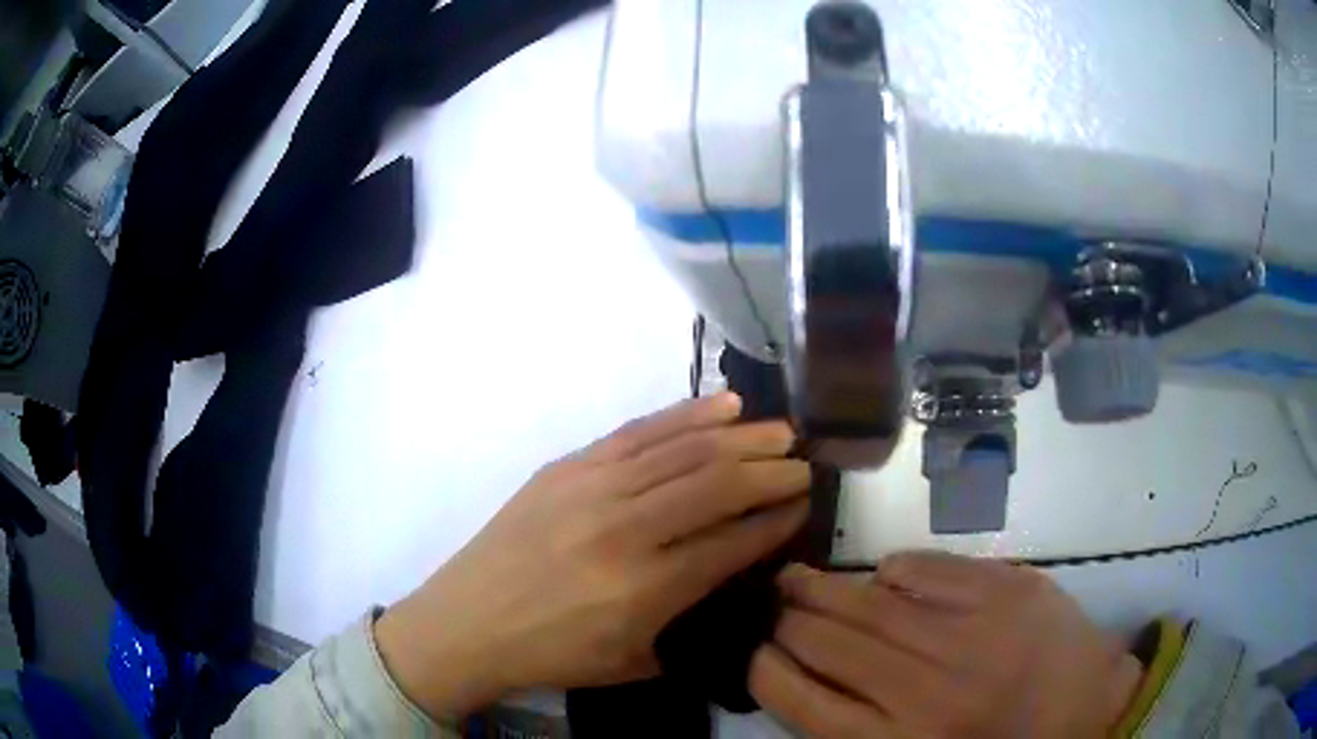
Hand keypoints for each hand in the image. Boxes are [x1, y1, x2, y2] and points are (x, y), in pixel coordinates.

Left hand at [375, 394, 810, 717]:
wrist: (467, 622)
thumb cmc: (551, 653)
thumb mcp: (632, 662)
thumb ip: (688, 625)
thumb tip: (731, 579)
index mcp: (646, 588)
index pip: (732, 542)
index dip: (777, 521)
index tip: (804, 506)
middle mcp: (625, 529)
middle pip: (717, 485)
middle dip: (772, 473)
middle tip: (804, 466)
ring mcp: (592, 488)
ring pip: (684, 449)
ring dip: (741, 437)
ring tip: (781, 432)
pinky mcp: (567, 466)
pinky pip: (638, 431)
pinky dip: (687, 415)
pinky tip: (724, 406)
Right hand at [750, 553, 1142, 737]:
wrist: (1087, 710)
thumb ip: (856, 731)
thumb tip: (803, 679)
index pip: (801, 701)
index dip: (766, 671)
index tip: (759, 654)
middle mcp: (926, 689)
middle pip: (827, 643)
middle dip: (786, 622)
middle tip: (774, 608)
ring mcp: (971, 631)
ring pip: (869, 601)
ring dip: (822, 588)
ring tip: (796, 579)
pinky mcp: (1005, 588)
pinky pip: (927, 569)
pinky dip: (893, 569)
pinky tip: (884, 578)